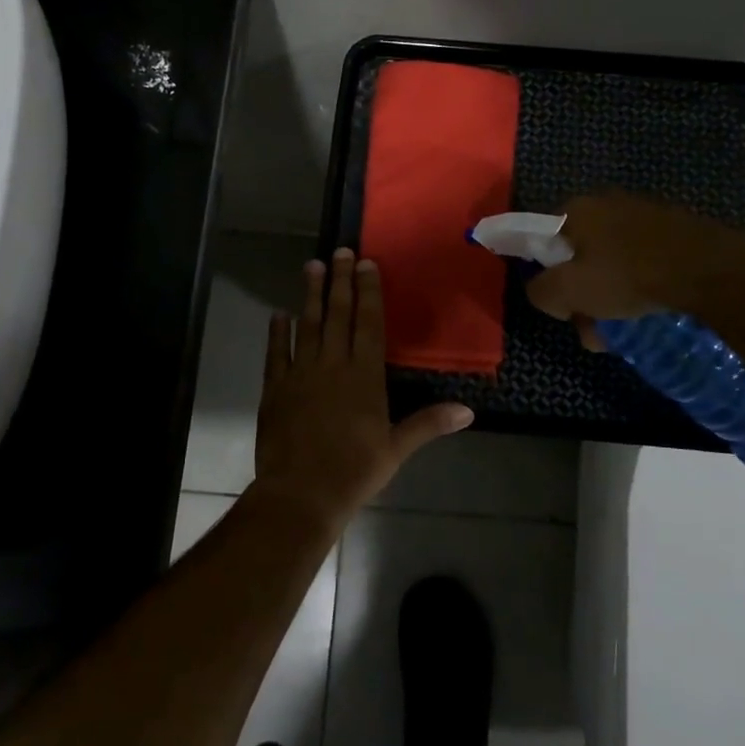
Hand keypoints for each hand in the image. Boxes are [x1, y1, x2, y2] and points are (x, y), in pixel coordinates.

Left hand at [252, 249, 473, 534]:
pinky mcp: (275, 388)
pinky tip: (278, 314)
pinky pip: (276, 353)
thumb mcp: (396, 449)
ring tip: (312, 266)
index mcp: (364, 376)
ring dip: (310, 295)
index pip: (369, 324)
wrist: (300, 494)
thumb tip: (469, 411)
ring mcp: (301, 374)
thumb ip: (429, 423)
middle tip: (339, 251)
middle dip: (340, 281)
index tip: (365, 265)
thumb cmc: (354, 471)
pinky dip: (277, 332)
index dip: (368, 292)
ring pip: (307, 325)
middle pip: (338, 315)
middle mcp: (333, 365)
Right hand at [526, 192, 744, 326]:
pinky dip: (640, 285)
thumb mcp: (570, 291)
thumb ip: (541, 291)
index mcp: (577, 209)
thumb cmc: (630, 277)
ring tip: (625, 330)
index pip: (543, 241)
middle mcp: (607, 203)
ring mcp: (644, 215)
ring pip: (612, 263)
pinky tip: (651, 310)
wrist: (712, 270)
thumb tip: (543, 292)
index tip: (564, 306)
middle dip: (583, 296)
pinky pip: (643, 261)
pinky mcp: (674, 230)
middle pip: (580, 257)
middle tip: (595, 328)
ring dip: (611, 297)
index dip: (548, 277)